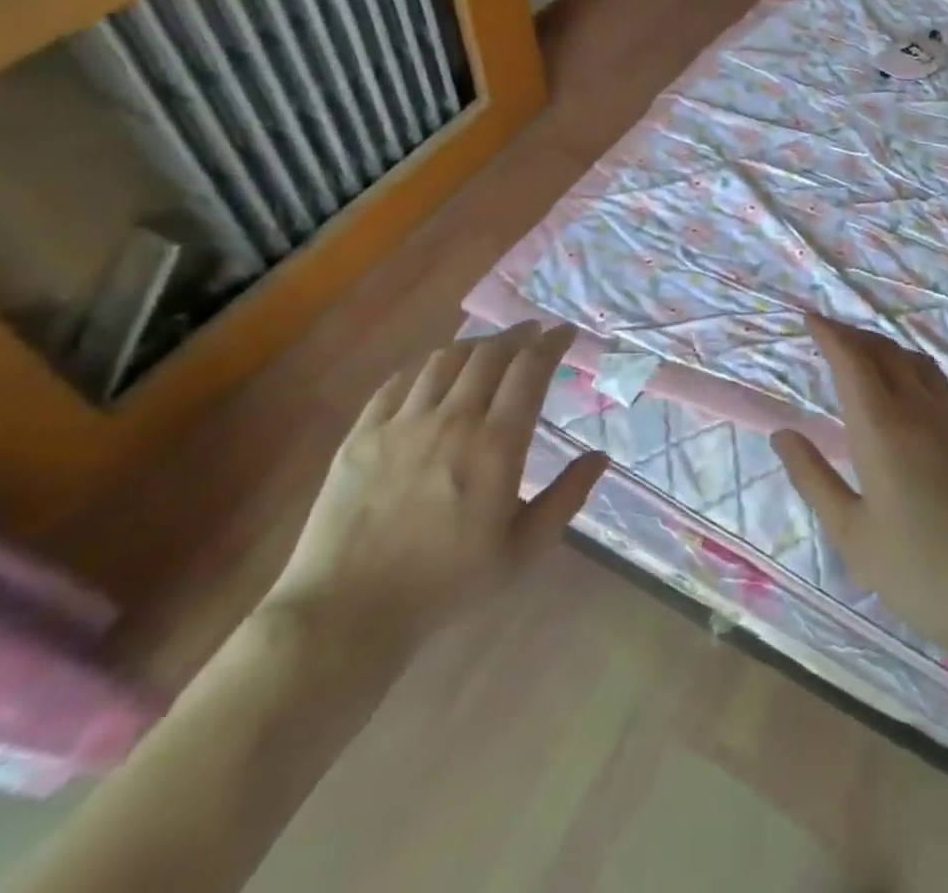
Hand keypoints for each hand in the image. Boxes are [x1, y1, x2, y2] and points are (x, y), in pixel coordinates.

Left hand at [263, 322, 606, 657]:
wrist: (347, 614)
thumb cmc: (446, 587)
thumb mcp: (522, 552)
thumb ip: (566, 498)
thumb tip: (600, 457)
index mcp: (495, 446)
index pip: (530, 371)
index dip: (551, 344)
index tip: (565, 332)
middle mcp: (451, 420)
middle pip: (490, 354)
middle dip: (518, 335)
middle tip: (532, 333)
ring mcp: (402, 423)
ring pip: (445, 359)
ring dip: (475, 345)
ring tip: (488, 348)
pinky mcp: (362, 434)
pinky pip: (398, 382)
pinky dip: (425, 367)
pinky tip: (432, 372)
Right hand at [772, 315, 947, 673]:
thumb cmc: (919, 573)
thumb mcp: (851, 533)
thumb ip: (813, 477)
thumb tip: (782, 434)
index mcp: (882, 428)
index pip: (852, 360)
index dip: (830, 333)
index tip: (811, 318)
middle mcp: (922, 411)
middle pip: (886, 352)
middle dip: (856, 335)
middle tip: (834, 335)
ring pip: (920, 366)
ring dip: (889, 352)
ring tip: (871, 359)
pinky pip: (945, 393)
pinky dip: (918, 380)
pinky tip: (915, 408)